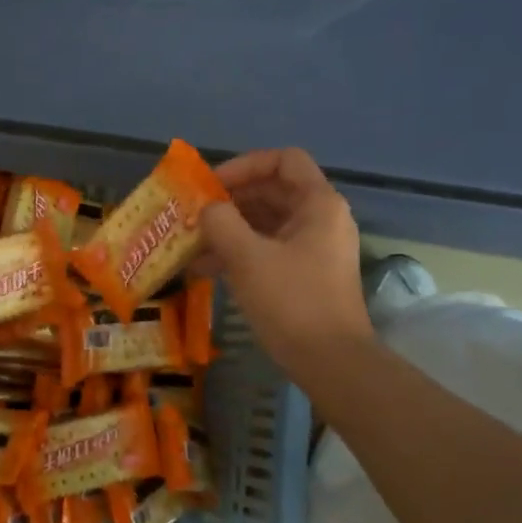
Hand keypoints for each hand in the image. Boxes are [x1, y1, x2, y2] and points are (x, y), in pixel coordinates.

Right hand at [198, 148, 372, 373]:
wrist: (330, 362)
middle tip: (193, 214)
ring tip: (191, 243)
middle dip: (229, 200)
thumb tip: (207, 209)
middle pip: (272, 191)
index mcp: (318, 204)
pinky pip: (267, 249)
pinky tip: (204, 269)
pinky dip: (238, 252)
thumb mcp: (247, 257)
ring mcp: (314, 248)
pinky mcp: (305, 275)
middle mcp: (321, 219)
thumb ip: (220, 222)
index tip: (211, 186)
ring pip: (266, 223)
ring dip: (228, 229)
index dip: (244, 165)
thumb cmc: (291, 301)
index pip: (283, 160)